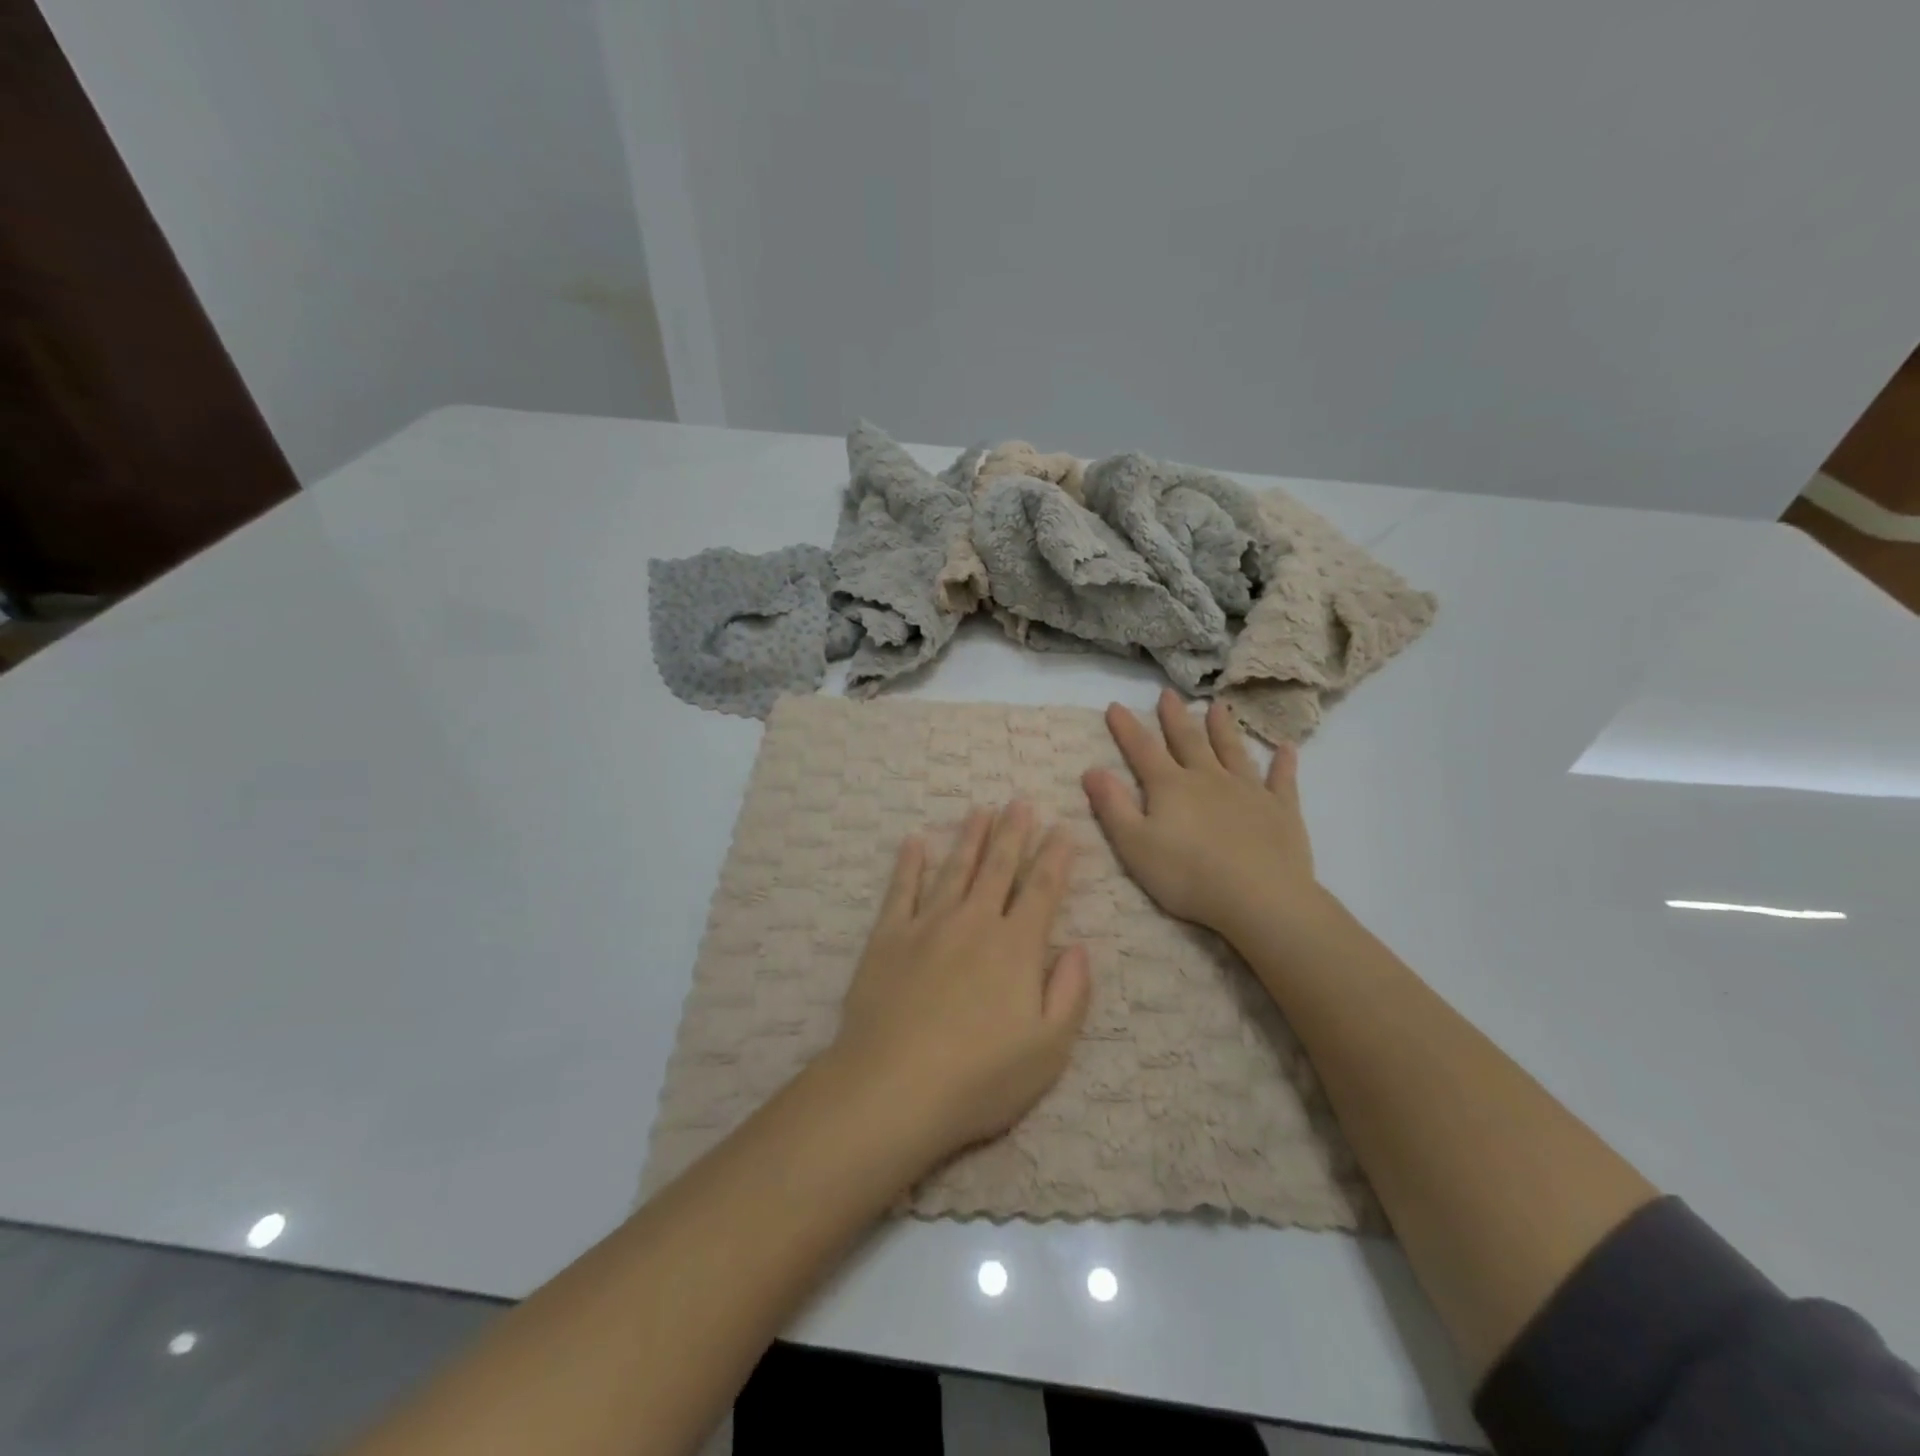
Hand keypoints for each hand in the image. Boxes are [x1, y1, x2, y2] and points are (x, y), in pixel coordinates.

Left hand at [830, 803, 1092, 1162]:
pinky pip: (900, 890)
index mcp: (1015, 948)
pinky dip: (908, 864)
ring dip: (969, 838)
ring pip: (954, 870)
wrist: (892, 1088)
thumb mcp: (1048, 1050)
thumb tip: (1079, 946)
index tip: (1063, 828)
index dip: (1055, 857)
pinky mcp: (887, 938)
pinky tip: (914, 842)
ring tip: (980, 810)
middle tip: (1020, 802)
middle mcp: (973, 923)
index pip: (1042, 890)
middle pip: (998, 868)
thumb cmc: (979, 1078)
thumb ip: (1070, 993)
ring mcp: (926, 926)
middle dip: (1013, 833)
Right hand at [1081, 690, 1324, 943]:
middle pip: (1188, 741)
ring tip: (1217, 707)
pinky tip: (1286, 748)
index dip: (1126, 728)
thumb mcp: (1134, 845)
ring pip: (1232, 751)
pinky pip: (1282, 780)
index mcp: (1170, 787)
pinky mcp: (1281, 810)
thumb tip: (1091, 770)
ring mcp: (1248, 791)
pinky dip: (1283, 763)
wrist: (1260, 898)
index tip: (1115, 705)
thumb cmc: (1188, 876)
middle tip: (1168, 693)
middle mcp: (1208, 778)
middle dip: (1175, 717)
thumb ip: (1112, 806)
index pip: (1142, 750)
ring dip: (1223, 729)